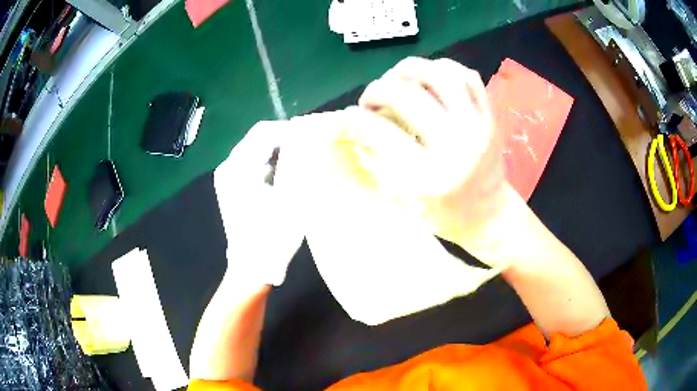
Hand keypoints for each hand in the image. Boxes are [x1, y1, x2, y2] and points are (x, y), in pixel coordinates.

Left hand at [213, 121, 303, 285]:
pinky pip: (251, 162)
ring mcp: (227, 176)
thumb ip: (297, 163)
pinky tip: (285, 169)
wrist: (252, 266)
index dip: (290, 130)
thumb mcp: (291, 197)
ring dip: (277, 148)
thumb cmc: (272, 236)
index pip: (264, 132)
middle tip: (308, 143)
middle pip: (257, 138)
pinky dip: (268, 160)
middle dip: (283, 137)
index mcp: (239, 168)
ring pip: (254, 148)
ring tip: (300, 154)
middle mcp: (228, 167)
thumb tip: (306, 139)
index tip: (312, 133)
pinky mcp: (230, 185)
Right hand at [350, 57, 511, 263]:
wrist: (489, 215)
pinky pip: (467, 76)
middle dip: (376, 90)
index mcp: (429, 175)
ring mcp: (477, 126)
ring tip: (397, 80)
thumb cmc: (442, 215)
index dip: (351, 120)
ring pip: (440, 74)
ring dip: (409, 69)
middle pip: (406, 94)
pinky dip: (442, 69)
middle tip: (370, 101)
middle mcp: (455, 144)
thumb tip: (351, 126)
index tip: (343, 118)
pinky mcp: (490, 117)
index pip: (379, 131)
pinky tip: (429, 79)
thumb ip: (375, 161)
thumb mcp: (402, 200)